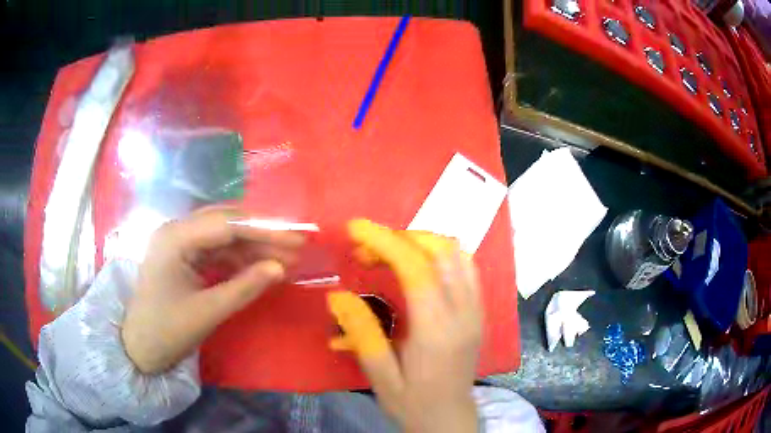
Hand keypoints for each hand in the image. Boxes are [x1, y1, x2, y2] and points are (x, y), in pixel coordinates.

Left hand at [122, 207, 304, 373]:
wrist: (140, 347)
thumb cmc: (167, 330)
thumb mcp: (208, 312)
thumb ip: (244, 287)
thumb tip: (281, 268)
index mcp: (175, 238)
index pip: (227, 224)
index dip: (265, 230)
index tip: (297, 239)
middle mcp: (176, 230)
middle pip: (226, 222)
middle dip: (261, 234)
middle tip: (295, 245)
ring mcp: (179, 242)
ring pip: (223, 235)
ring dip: (253, 246)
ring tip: (284, 259)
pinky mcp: (184, 256)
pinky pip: (216, 250)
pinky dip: (239, 258)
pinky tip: (260, 266)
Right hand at [328, 220, 482, 432]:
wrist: (449, 418)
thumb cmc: (412, 402)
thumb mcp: (380, 376)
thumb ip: (362, 334)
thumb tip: (338, 295)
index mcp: (437, 331)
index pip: (416, 268)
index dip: (384, 241)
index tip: (355, 229)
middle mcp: (464, 313)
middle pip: (440, 251)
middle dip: (399, 238)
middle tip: (366, 250)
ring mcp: (477, 309)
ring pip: (457, 254)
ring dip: (421, 242)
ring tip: (389, 253)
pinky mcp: (479, 310)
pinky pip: (465, 266)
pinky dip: (439, 254)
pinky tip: (418, 265)